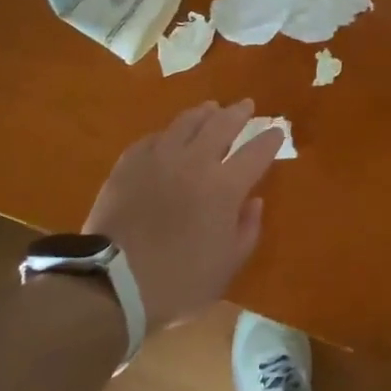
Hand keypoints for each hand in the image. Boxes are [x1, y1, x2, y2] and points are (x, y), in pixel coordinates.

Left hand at [83, 99, 283, 329]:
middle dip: (238, 113)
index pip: (256, 153)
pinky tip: (170, 135)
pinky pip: (154, 137)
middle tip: (247, 106)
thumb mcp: (227, 266)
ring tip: (211, 108)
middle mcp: (195, 162)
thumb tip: (254, 201)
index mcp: (224, 187)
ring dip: (204, 113)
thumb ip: (247, 230)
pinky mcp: (129, 162)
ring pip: (186, 122)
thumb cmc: (178, 282)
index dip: (269, 140)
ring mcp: (159, 158)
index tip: (277, 131)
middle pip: (222, 124)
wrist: (113, 284)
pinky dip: (169, 133)